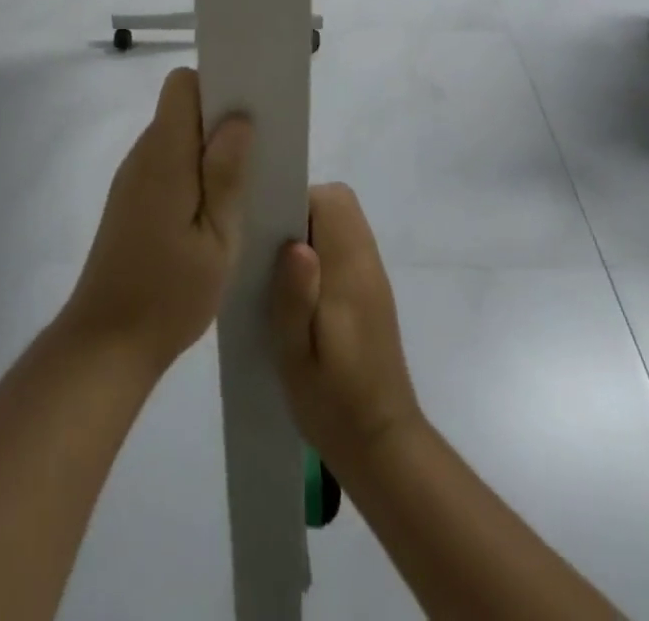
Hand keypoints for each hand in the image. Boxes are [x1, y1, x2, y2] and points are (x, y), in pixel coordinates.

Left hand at [60, 68, 252, 375]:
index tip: (249, 107)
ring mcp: (134, 177)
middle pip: (181, 108)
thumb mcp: (216, 239)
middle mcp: (144, 155)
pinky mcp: (132, 200)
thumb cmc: (169, 294)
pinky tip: (216, 208)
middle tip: (260, 149)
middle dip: (220, 118)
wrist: (106, 344)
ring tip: (245, 182)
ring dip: (209, 148)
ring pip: (177, 137)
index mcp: (164, 156)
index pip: (182, 85)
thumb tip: (238, 119)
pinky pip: (168, 164)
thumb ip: (226, 175)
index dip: (216, 86)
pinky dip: (194, 171)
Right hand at [269, 184, 423, 472]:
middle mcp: (366, 262)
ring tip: (277, 272)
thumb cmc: (333, 403)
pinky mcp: (370, 293)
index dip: (296, 201)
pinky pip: (344, 247)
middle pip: (338, 204)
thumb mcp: (297, 356)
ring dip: (309, 231)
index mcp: (350, 270)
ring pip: (341, 223)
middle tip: (268, 250)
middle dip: (300, 211)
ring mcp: (371, 276)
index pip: (331, 201)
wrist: (382, 446)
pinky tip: (298, 292)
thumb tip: (296, 243)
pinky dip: (321, 251)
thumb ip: (294, 297)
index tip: (266, 227)